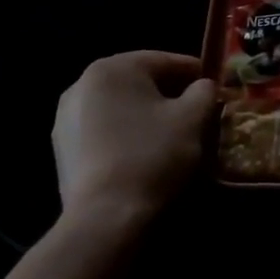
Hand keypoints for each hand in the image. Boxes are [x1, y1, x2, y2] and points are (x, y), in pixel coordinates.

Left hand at [52, 51, 215, 226]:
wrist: (105, 218)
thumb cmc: (153, 154)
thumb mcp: (193, 117)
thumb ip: (204, 91)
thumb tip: (203, 87)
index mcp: (113, 68)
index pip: (165, 60)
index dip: (196, 72)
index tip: (217, 86)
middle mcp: (82, 85)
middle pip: (140, 82)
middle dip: (169, 93)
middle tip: (197, 111)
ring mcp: (66, 119)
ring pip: (120, 106)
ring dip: (146, 114)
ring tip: (172, 134)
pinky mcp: (62, 150)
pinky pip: (104, 130)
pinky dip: (126, 134)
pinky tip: (145, 153)